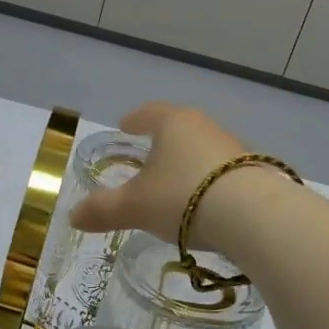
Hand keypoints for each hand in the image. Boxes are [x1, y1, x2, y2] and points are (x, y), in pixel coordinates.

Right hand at [70, 103, 247, 244]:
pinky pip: (223, 172)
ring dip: (188, 163)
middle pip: (179, 129)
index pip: (149, 112)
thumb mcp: (135, 206)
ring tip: (176, 184)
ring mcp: (234, 148)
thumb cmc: (183, 197)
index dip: (135, 119)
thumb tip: (73, 215)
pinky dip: (210, 182)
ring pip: (203, 150)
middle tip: (148, 156)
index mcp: (173, 123)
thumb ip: (103, 209)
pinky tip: (205, 203)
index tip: (125, 125)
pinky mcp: (255, 172)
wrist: (254, 216)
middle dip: (163, 141)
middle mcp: (205, 127)